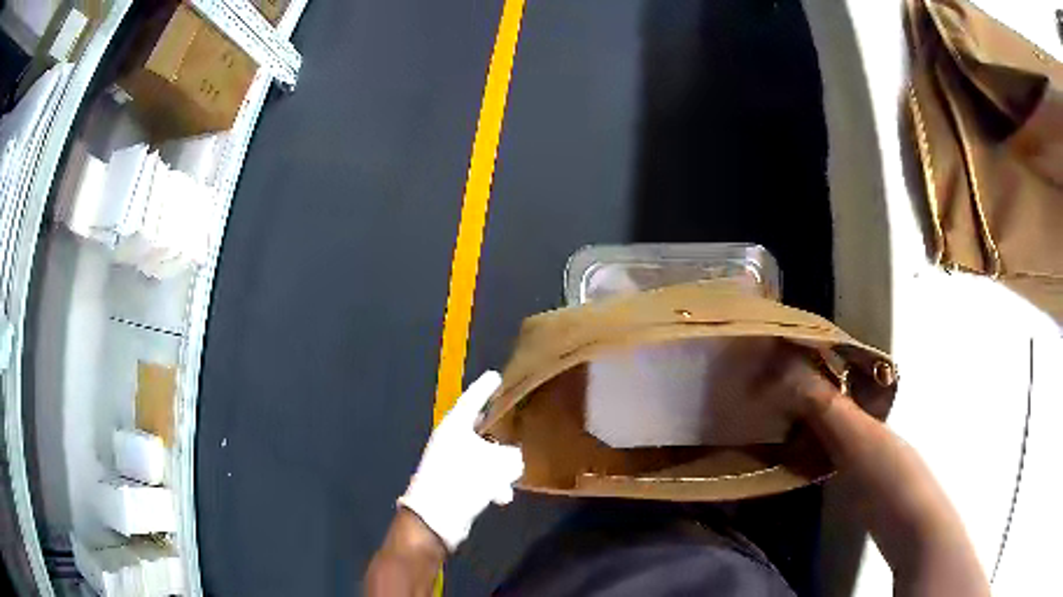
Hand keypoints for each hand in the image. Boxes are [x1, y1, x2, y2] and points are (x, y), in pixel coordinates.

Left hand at [398, 371, 523, 550]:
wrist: (436, 517)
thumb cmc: (463, 481)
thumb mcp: (497, 465)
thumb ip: (511, 457)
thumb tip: (514, 458)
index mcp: (455, 426)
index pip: (472, 399)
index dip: (485, 387)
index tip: (496, 376)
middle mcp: (450, 440)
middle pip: (477, 426)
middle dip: (496, 427)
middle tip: (515, 419)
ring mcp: (449, 461)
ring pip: (481, 454)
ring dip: (498, 464)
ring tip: (514, 472)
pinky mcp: (452, 481)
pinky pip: (478, 475)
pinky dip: (491, 483)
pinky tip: (502, 497)